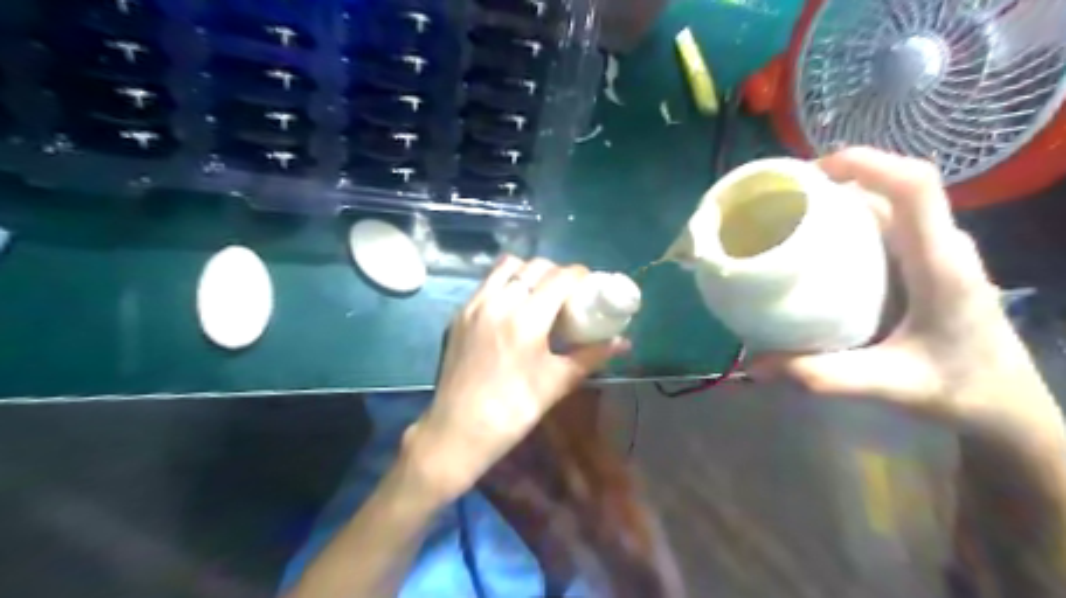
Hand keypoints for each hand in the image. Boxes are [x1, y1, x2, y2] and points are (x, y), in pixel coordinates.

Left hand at [404, 257, 625, 500]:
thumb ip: (591, 356)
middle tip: (567, 291)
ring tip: (539, 293)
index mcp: (526, 319)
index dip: (579, 275)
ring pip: (506, 267)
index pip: (559, 277)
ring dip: (528, 272)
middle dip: (556, 272)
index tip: (589, 284)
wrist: (458, 429)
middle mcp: (498, 302)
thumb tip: (623, 343)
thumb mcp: (557, 382)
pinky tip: (513, 306)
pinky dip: (505, 283)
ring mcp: (474, 305)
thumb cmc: (514, 410)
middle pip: (534, 267)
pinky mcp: (459, 314)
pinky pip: (486, 283)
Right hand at [753, 144, 1060, 440]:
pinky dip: (848, 224)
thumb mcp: (889, 385)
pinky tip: (817, 248)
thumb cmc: (960, 389)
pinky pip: (885, 227)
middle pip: (893, 189)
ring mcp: (935, 252)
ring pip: (888, 206)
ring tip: (790, 218)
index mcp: (941, 264)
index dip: (866, 164)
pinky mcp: (924, 264)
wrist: (1006, 404)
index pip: (915, 187)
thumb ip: (822, 375)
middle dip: (837, 182)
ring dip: (841, 202)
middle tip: (782, 201)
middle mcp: (942, 246)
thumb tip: (754, 364)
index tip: (810, 173)